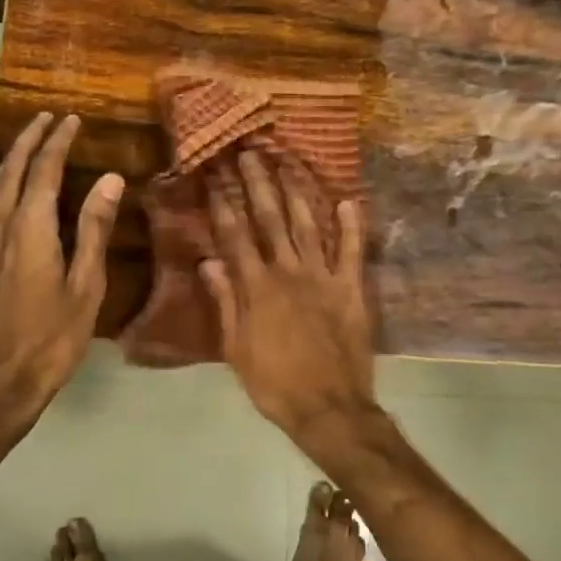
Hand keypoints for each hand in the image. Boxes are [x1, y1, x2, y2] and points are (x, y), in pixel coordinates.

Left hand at [0, 112, 123, 432]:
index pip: (44, 170)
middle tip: (48, 118)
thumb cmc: (51, 337)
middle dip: (30, 140)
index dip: (58, 141)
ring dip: (12, 157)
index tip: (72, 119)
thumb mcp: (85, 285)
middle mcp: (0, 225)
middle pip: (12, 169)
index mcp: (30, 228)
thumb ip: (94, 229)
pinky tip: (3, 186)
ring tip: (29, 140)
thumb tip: (110, 179)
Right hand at [199, 151, 378, 454]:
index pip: (235, 236)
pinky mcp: (351, 288)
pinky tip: (348, 200)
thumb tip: (208, 261)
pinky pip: (352, 250)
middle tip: (248, 152)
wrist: (328, 408)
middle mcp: (288, 272)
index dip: (223, 204)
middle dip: (257, 183)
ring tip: (287, 161)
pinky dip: (351, 224)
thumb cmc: (274, 382)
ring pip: (307, 225)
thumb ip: (224, 302)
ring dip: (296, 191)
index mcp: (257, 287)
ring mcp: (323, 277)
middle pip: (270, 220)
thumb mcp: (235, 348)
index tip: (214, 175)